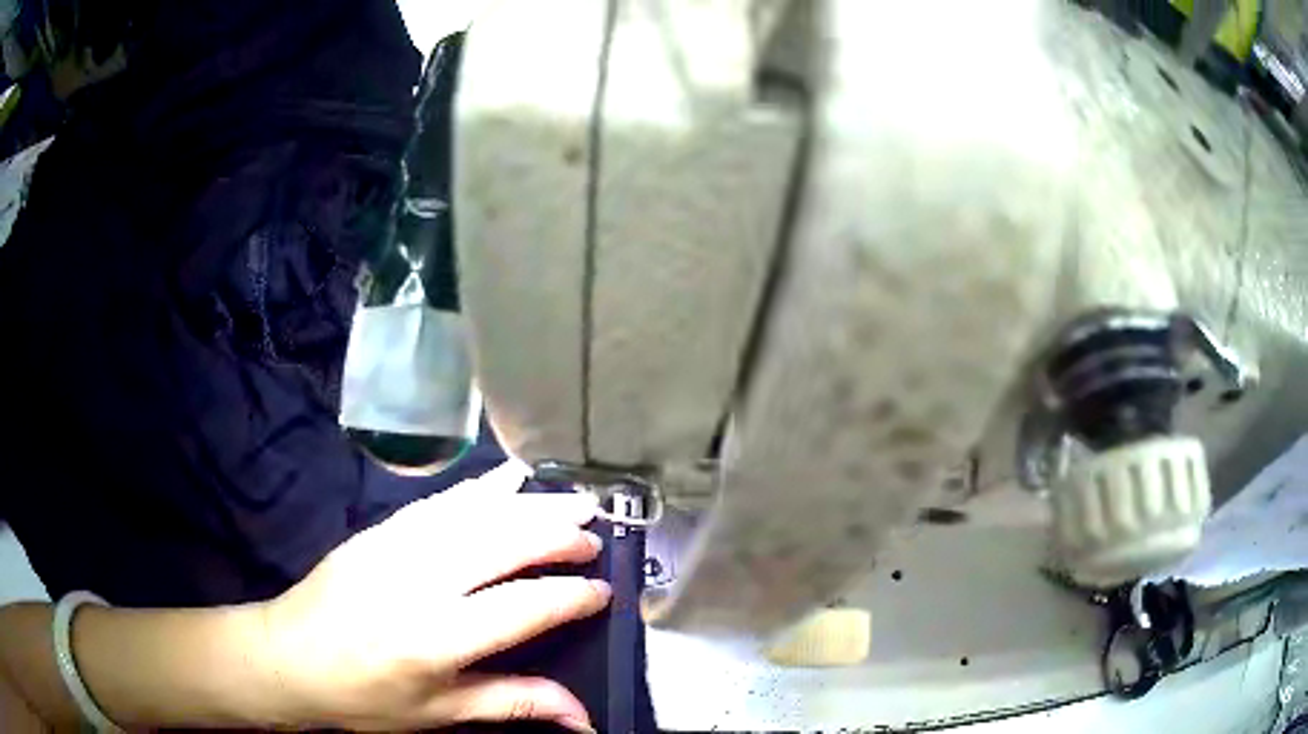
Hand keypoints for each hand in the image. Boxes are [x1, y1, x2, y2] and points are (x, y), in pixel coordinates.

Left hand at [261, 461, 608, 731]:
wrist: (288, 657)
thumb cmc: (364, 697)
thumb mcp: (439, 713)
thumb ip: (514, 703)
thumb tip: (584, 718)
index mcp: (434, 637)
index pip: (521, 608)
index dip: (569, 597)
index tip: (604, 592)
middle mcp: (418, 581)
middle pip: (501, 544)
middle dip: (557, 535)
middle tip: (596, 534)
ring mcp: (394, 546)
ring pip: (475, 514)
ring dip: (529, 503)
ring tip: (573, 500)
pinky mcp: (379, 530)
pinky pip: (440, 502)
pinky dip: (482, 489)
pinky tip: (508, 480)